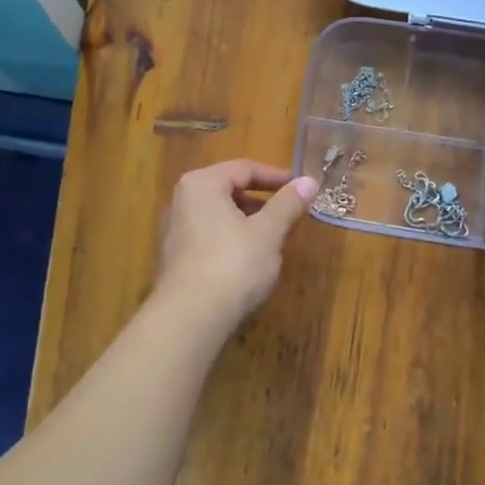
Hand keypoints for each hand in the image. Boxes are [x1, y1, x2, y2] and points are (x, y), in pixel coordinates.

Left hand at [155, 159, 315, 323]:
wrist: (191, 316)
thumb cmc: (233, 263)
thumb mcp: (268, 232)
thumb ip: (288, 204)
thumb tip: (309, 181)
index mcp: (202, 184)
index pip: (244, 168)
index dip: (276, 176)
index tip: (301, 187)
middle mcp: (182, 200)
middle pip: (229, 190)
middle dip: (261, 200)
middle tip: (289, 212)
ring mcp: (175, 231)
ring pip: (219, 215)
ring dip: (248, 221)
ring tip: (274, 237)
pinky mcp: (176, 259)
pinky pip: (210, 237)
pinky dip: (232, 239)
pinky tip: (250, 260)